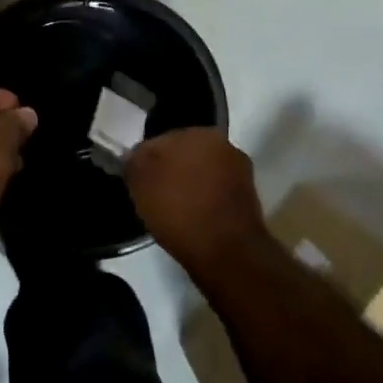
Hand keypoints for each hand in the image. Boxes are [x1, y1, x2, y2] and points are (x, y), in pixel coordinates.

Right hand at [125, 128, 269, 269]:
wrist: (227, 251)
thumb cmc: (179, 210)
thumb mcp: (140, 183)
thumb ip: (134, 161)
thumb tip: (135, 155)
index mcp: (195, 131)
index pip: (157, 141)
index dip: (143, 162)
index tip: (137, 183)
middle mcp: (221, 143)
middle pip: (182, 154)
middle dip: (169, 170)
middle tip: (153, 196)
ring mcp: (239, 169)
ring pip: (200, 172)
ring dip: (188, 185)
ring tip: (173, 210)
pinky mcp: (248, 196)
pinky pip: (215, 191)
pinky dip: (205, 200)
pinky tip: (193, 219)